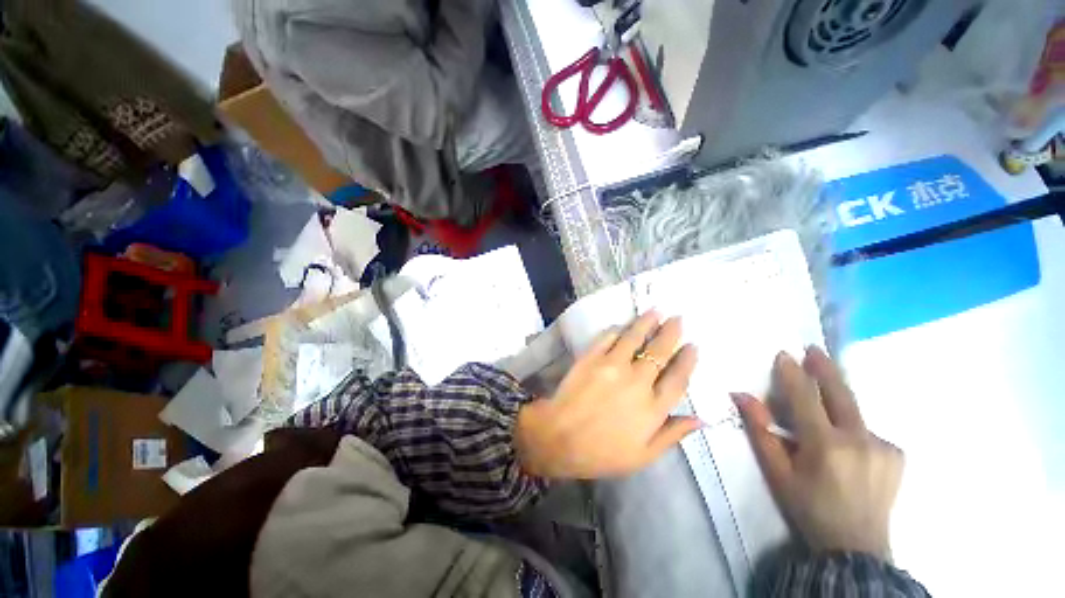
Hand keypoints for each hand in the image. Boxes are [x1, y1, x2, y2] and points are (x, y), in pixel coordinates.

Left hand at [515, 311, 700, 478]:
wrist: (560, 437)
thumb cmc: (602, 452)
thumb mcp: (643, 455)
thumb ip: (672, 434)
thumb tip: (701, 419)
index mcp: (654, 407)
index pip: (678, 378)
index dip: (687, 360)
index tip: (693, 346)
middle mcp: (637, 381)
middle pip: (659, 352)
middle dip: (671, 333)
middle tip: (678, 318)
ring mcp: (613, 366)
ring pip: (635, 338)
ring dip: (647, 322)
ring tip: (656, 311)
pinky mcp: (592, 357)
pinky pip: (608, 337)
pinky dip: (618, 329)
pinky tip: (623, 325)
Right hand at [732, 346, 902, 559]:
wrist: (856, 546)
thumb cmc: (808, 506)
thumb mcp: (777, 471)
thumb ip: (761, 430)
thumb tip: (741, 395)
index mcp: (825, 445)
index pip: (805, 397)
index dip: (792, 373)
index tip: (784, 354)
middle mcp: (859, 439)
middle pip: (840, 393)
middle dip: (825, 368)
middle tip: (813, 349)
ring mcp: (884, 446)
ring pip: (855, 410)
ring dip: (838, 396)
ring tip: (825, 388)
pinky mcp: (897, 454)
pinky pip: (869, 429)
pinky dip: (853, 426)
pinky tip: (847, 443)